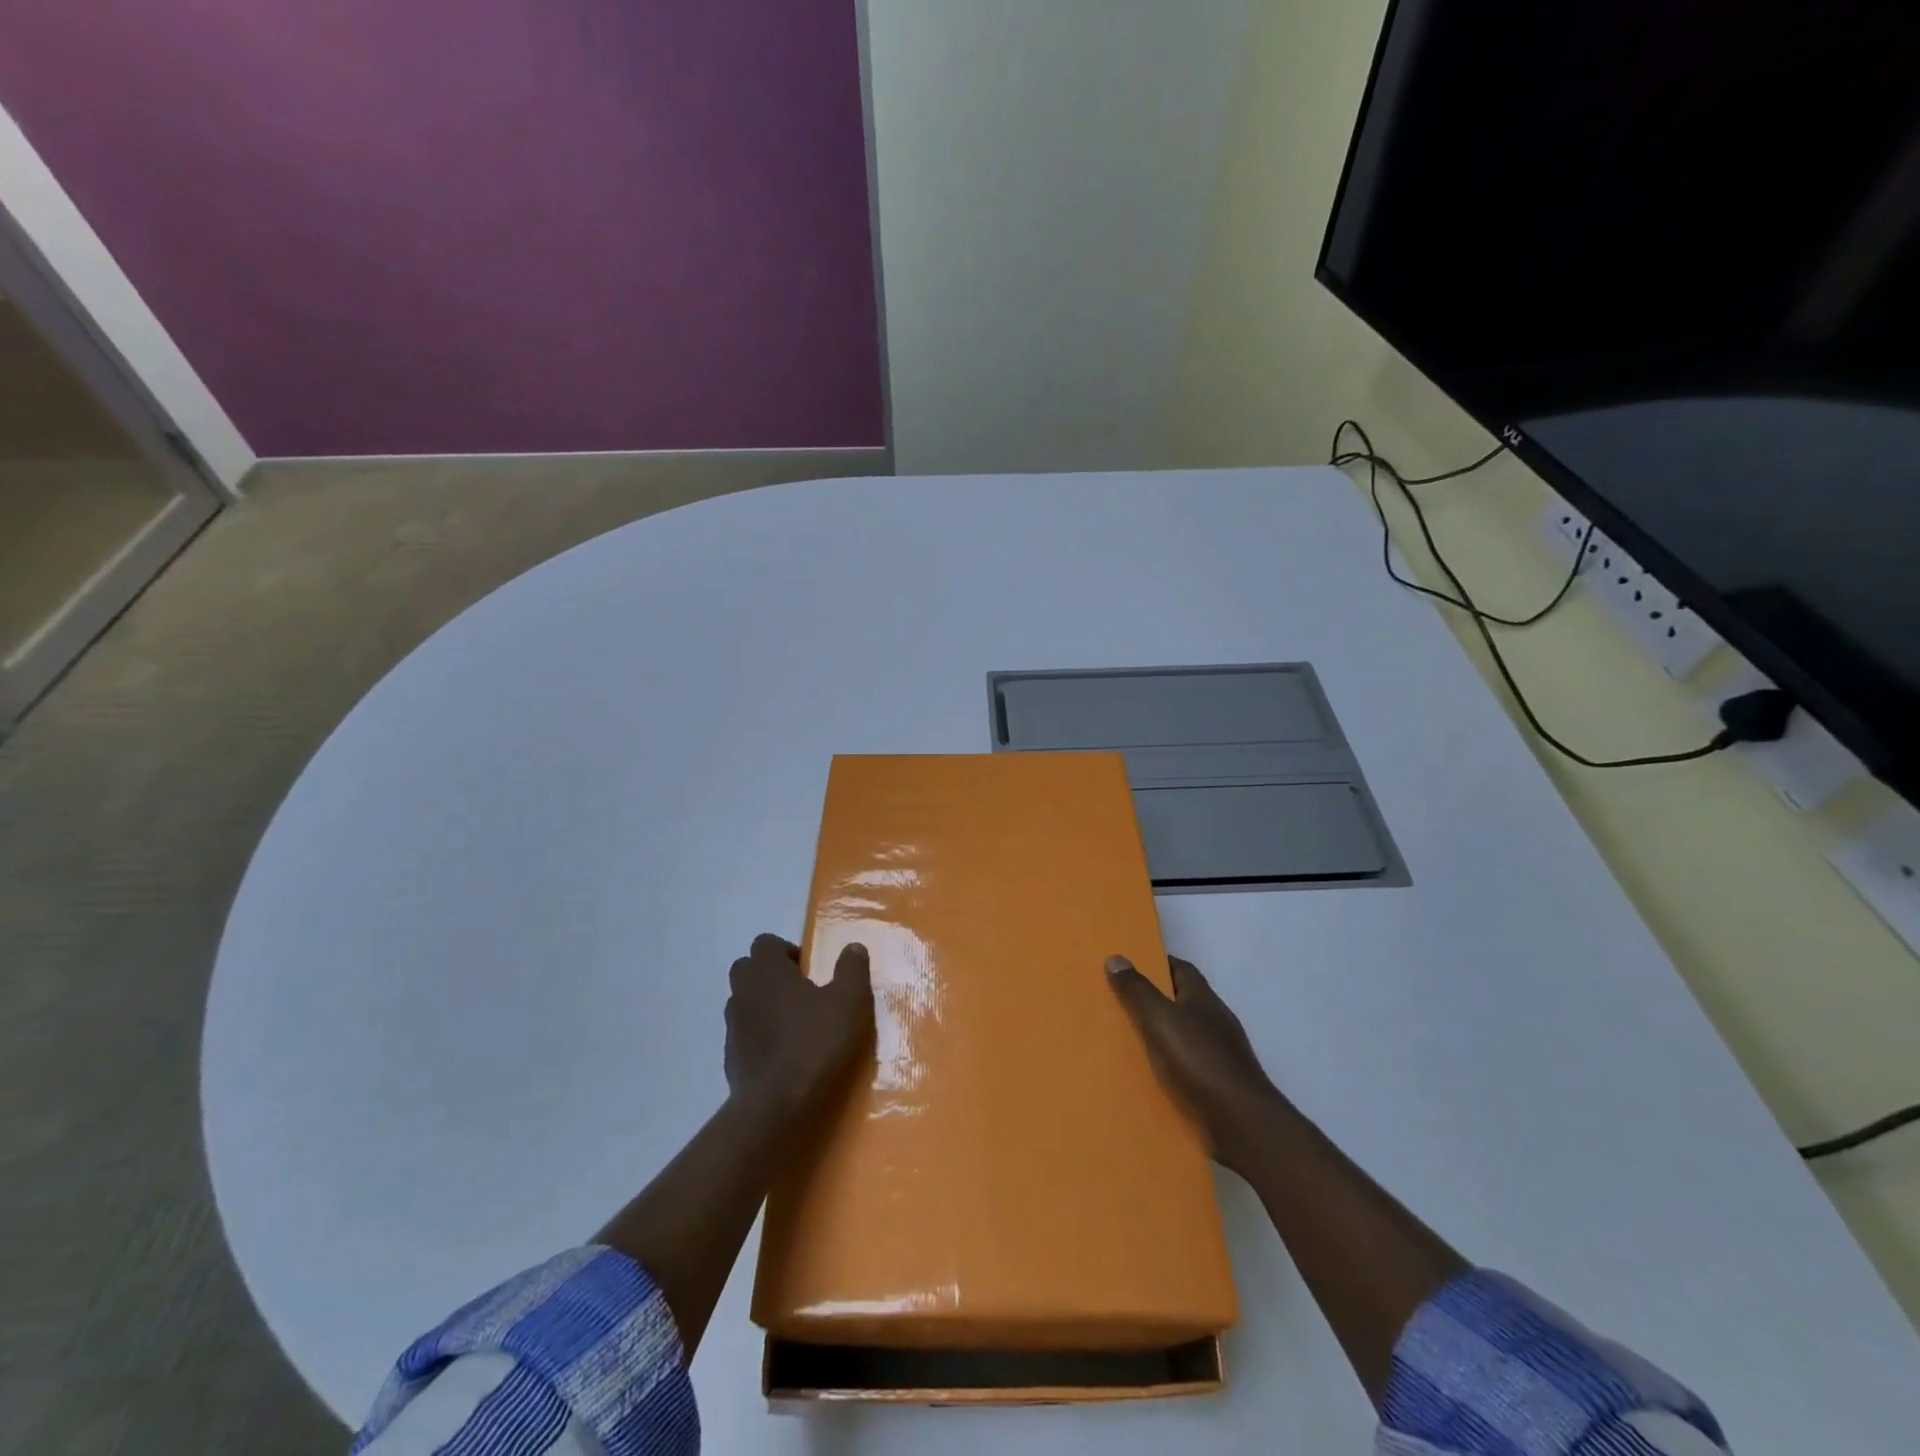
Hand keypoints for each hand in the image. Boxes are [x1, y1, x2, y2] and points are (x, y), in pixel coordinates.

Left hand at [725, 934, 873, 1122]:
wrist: (777, 1108)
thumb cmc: (815, 1043)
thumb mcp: (849, 1002)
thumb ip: (852, 969)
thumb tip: (853, 947)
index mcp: (767, 971)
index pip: (765, 943)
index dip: (787, 951)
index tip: (810, 971)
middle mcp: (743, 993)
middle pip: (748, 969)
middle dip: (771, 976)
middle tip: (803, 993)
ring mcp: (733, 1028)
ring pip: (744, 1003)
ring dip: (764, 1006)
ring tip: (795, 1026)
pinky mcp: (731, 1060)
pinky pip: (744, 1037)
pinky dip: (760, 1038)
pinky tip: (785, 1056)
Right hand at [1106, 953, 1280, 1173]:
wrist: (1241, 1124)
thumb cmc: (1201, 1061)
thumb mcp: (1161, 1019)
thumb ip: (1138, 991)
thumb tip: (1116, 958)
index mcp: (1203, 999)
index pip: (1180, 969)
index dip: (1155, 964)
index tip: (1126, 966)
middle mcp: (1213, 1021)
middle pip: (1179, 1001)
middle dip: (1150, 999)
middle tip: (1113, 1002)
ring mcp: (1218, 1054)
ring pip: (1180, 1035)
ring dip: (1156, 1035)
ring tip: (1120, 1039)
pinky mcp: (1215, 1084)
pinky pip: (1183, 1066)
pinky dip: (1164, 1066)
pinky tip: (1143, 1074)